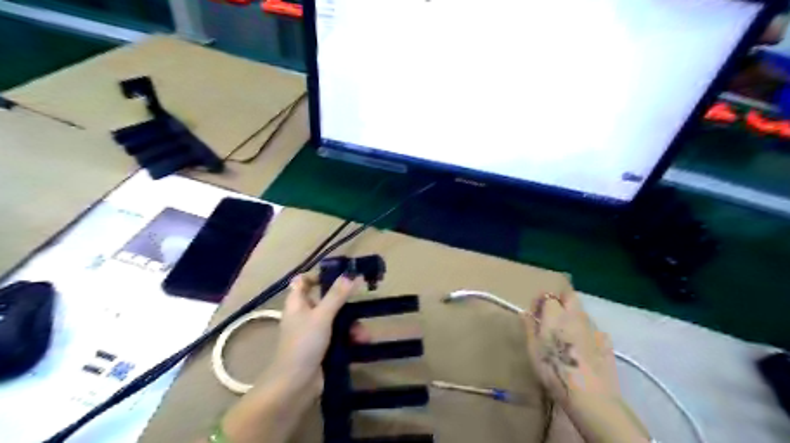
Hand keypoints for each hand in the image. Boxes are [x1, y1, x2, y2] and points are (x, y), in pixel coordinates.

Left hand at [216, 274, 368, 442]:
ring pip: (336, 319)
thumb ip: (337, 295)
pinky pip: (339, 335)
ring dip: (351, 324)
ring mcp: (314, 332)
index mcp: (298, 303)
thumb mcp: (322, 316)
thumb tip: (351, 274)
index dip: (318, 276)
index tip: (339, 274)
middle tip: (361, 300)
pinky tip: (362, 342)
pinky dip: (350, 337)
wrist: (295, 385)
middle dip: (345, 303)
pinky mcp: (323, 347)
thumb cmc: (304, 344)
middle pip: (326, 300)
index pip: (303, 281)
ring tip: (363, 334)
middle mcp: (305, 314)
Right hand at [524, 290, 620, 401]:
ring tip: (566, 335)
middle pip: (569, 296)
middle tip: (552, 317)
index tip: (535, 313)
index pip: (547, 296)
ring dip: (572, 317)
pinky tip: (581, 349)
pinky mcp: (606, 341)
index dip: (540, 302)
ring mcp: (593, 327)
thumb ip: (530, 328)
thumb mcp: (533, 349)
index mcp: (555, 314)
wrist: (590, 395)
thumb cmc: (554, 369)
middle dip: (560, 300)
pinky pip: (592, 329)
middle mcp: (575, 315)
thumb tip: (525, 313)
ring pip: (581, 312)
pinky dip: (584, 332)